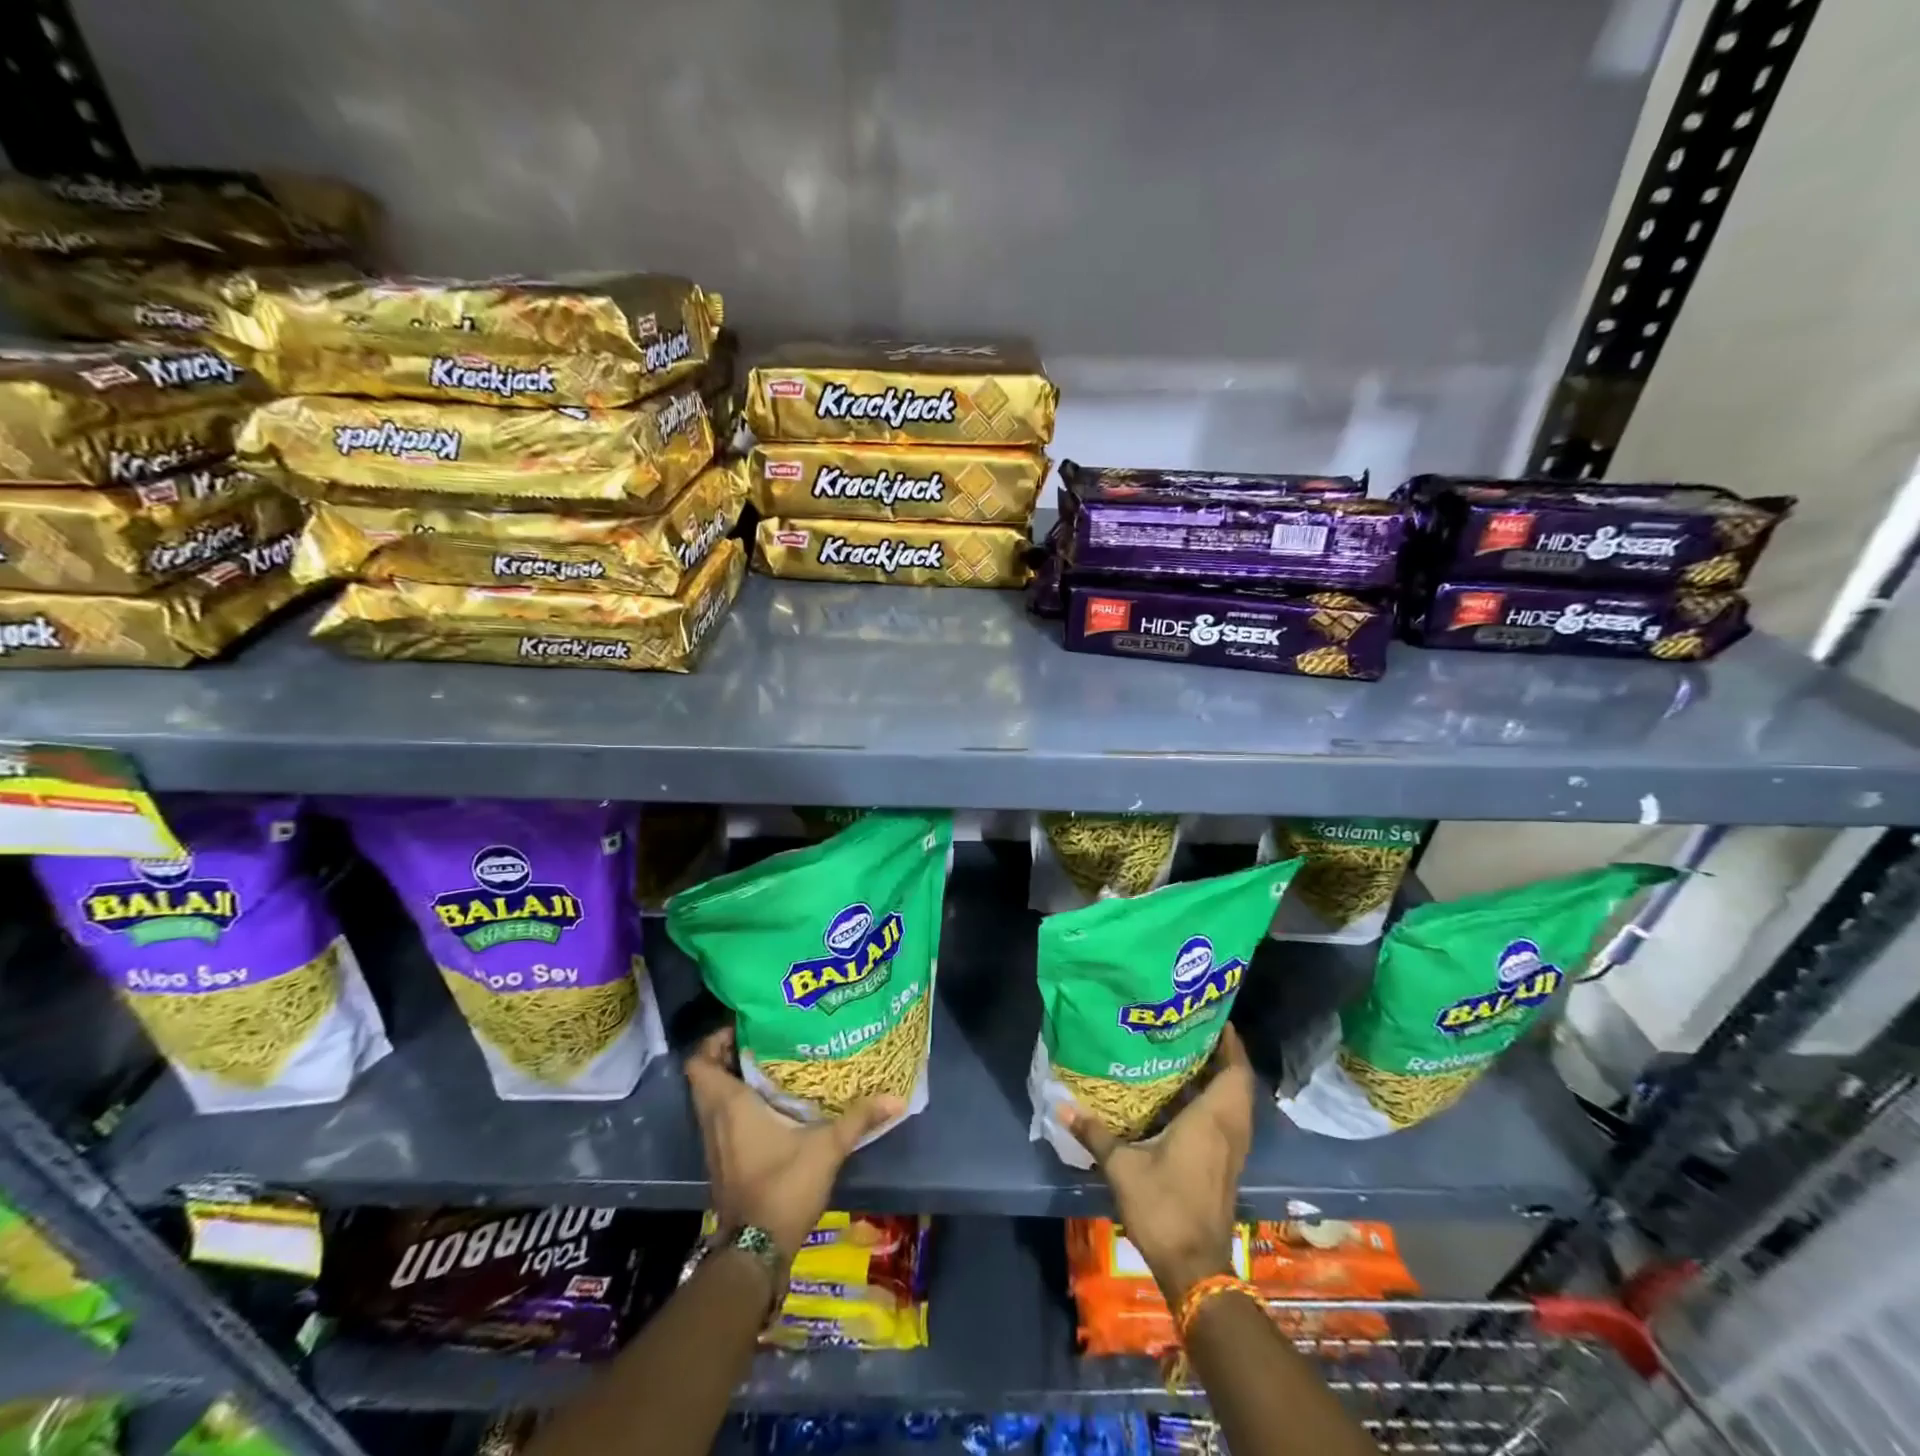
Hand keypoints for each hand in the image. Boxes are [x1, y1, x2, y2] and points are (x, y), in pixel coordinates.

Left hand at [684, 1027, 901, 1259]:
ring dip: (734, 1081)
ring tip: (774, 1065)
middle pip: (706, 1076)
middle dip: (730, 1055)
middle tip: (766, 1040)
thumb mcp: (828, 1148)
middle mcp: (714, 1120)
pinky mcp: (723, 1162)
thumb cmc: (783, 1187)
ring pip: (713, 1099)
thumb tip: (896, 1097)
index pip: (699, 1062)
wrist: (755, 1251)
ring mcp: (715, 1143)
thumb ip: (859, 1119)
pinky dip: (738, 1106)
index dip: (714, 1040)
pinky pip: (721, 1120)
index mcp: (730, 1106)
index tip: (747, 1027)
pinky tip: (773, 1104)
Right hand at [1062, 1024, 1254, 1304]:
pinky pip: (1228, 1120)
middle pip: (1237, 1082)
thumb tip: (1060, 1103)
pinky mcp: (1226, 1166)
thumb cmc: (1164, 1208)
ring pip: (1235, 1103)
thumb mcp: (1122, 1168)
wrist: (1195, 1268)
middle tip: (1192, 1031)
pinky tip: (1183, 1098)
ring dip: (1219, 1079)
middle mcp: (1229, 1129)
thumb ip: (1095, 1133)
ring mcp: (1231, 1150)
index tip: (1213, 1017)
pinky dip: (1215, 1102)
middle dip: (1222, 1055)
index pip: (1234, 1070)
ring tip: (1185, 1056)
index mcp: (1213, 1119)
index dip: (1230, 1043)